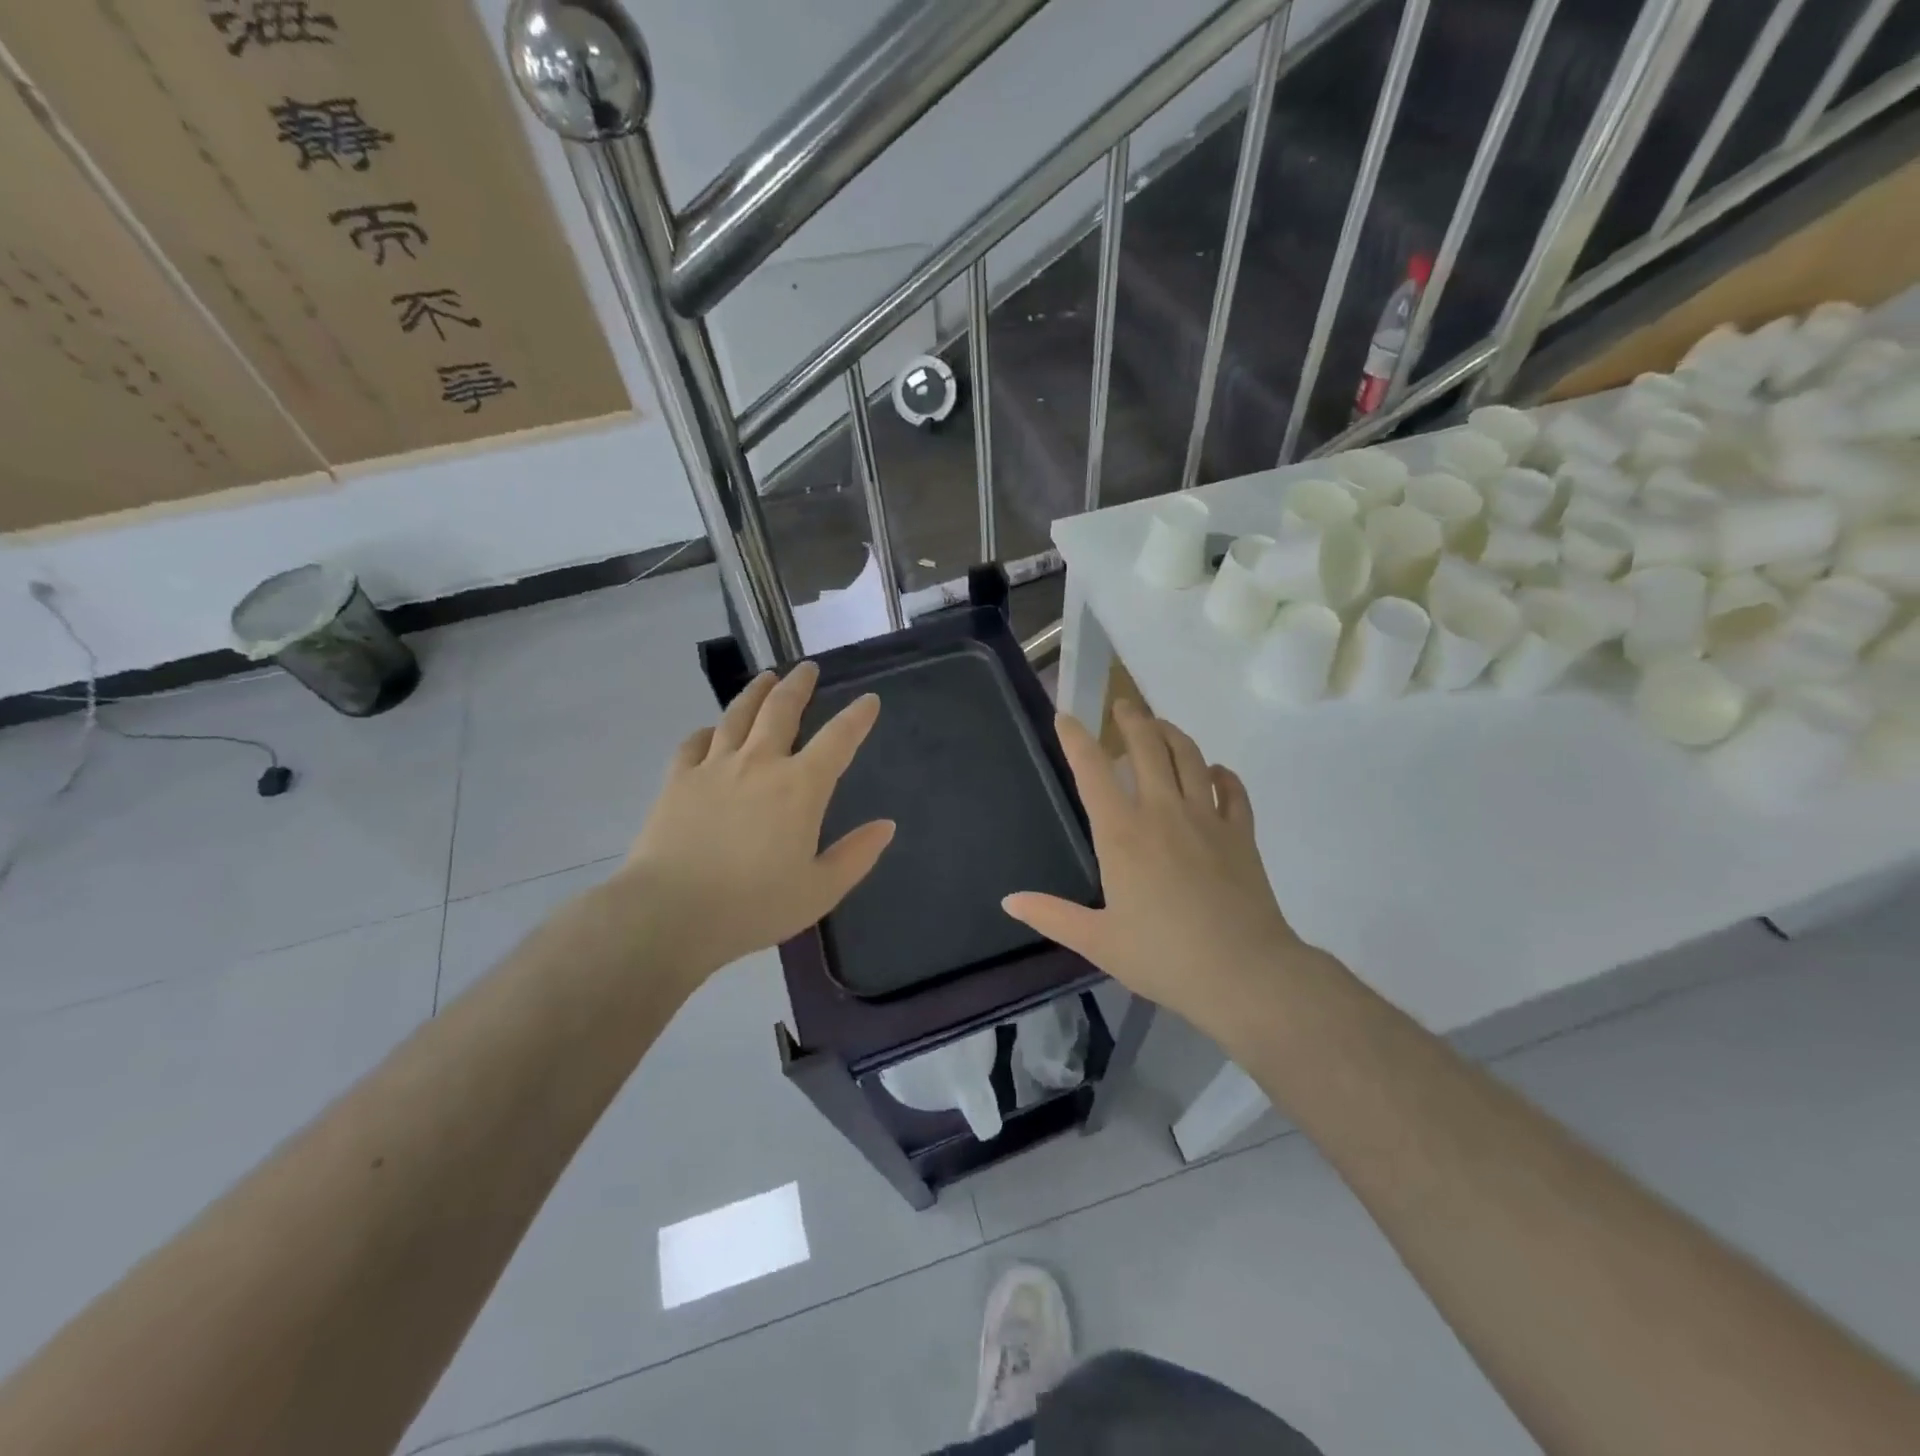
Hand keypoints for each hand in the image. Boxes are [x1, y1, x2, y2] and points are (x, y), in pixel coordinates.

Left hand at [612, 662, 893, 987]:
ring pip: (737, 715)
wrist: (670, 912)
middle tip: (807, 668)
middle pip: (781, 710)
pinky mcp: (678, 780)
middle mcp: (759, 764)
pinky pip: (695, 743)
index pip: (838, 740)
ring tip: (766, 677)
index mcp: (800, 787)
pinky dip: (708, 731)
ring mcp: (714, 767)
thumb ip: (856, 855)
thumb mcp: (820, 890)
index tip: (868, 700)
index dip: (857, 717)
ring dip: (756, 692)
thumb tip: (886, 825)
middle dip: (799, 685)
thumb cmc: (753, 906)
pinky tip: (711, 731)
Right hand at [1003, 699, 1308, 1042]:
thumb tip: (1008, 901)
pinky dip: (1222, 774)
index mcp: (1122, 834)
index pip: (1093, 771)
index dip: (1076, 739)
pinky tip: (1214, 772)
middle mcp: (1163, 812)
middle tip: (1123, 705)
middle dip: (1132, 719)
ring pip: (1189, 758)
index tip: (1066, 717)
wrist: (1244, 973)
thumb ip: (1051, 915)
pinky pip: (1233, 790)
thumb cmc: (1163, 957)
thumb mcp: (1097, 941)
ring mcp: (1207, 819)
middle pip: (1147, 747)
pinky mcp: (1241, 834)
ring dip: (1172, 734)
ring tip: (1160, 726)